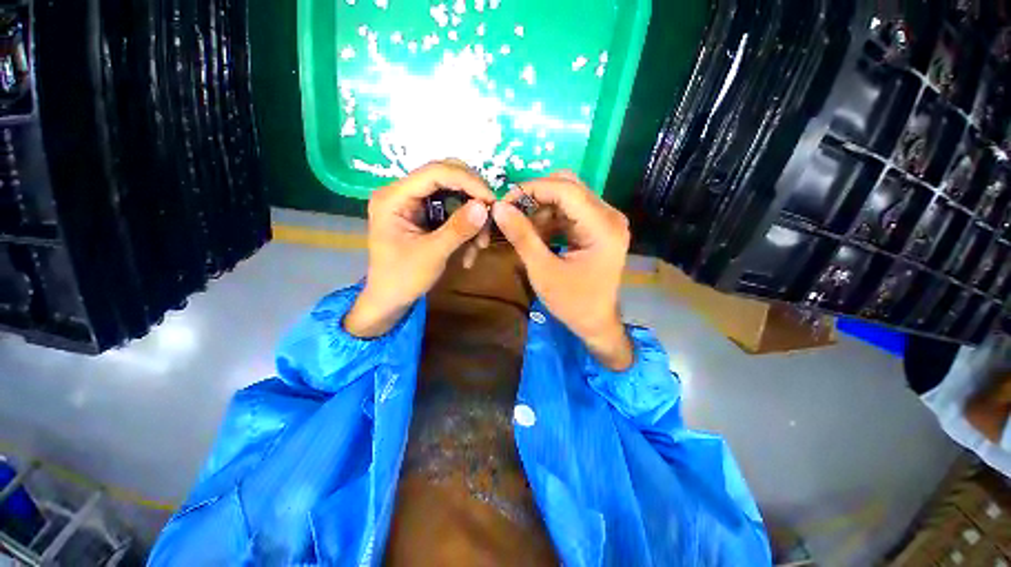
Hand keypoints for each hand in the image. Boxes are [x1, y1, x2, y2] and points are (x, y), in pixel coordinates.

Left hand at [345, 161, 494, 337]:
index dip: (467, 181)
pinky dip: (467, 229)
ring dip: (472, 219)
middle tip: (490, 217)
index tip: (491, 200)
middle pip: (447, 177)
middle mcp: (403, 193)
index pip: (435, 173)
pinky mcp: (425, 215)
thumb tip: (484, 206)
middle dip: (472, 198)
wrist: (391, 299)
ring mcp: (415, 203)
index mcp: (394, 197)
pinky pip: (453, 212)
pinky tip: (470, 252)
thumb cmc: (403, 279)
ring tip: (480, 246)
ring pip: (454, 195)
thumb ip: (458, 229)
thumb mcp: (432, 254)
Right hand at [492, 172, 633, 369]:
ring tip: (523, 231)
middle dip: (536, 198)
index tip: (504, 202)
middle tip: (512, 215)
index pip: (566, 189)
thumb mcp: (543, 270)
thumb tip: (498, 207)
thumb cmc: (572, 302)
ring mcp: (605, 221)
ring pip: (567, 197)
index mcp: (603, 226)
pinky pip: (569, 212)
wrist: (595, 323)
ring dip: (541, 209)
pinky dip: (549, 219)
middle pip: (568, 187)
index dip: (531, 189)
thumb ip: (521, 236)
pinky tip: (536, 235)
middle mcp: (609, 216)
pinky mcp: (597, 227)